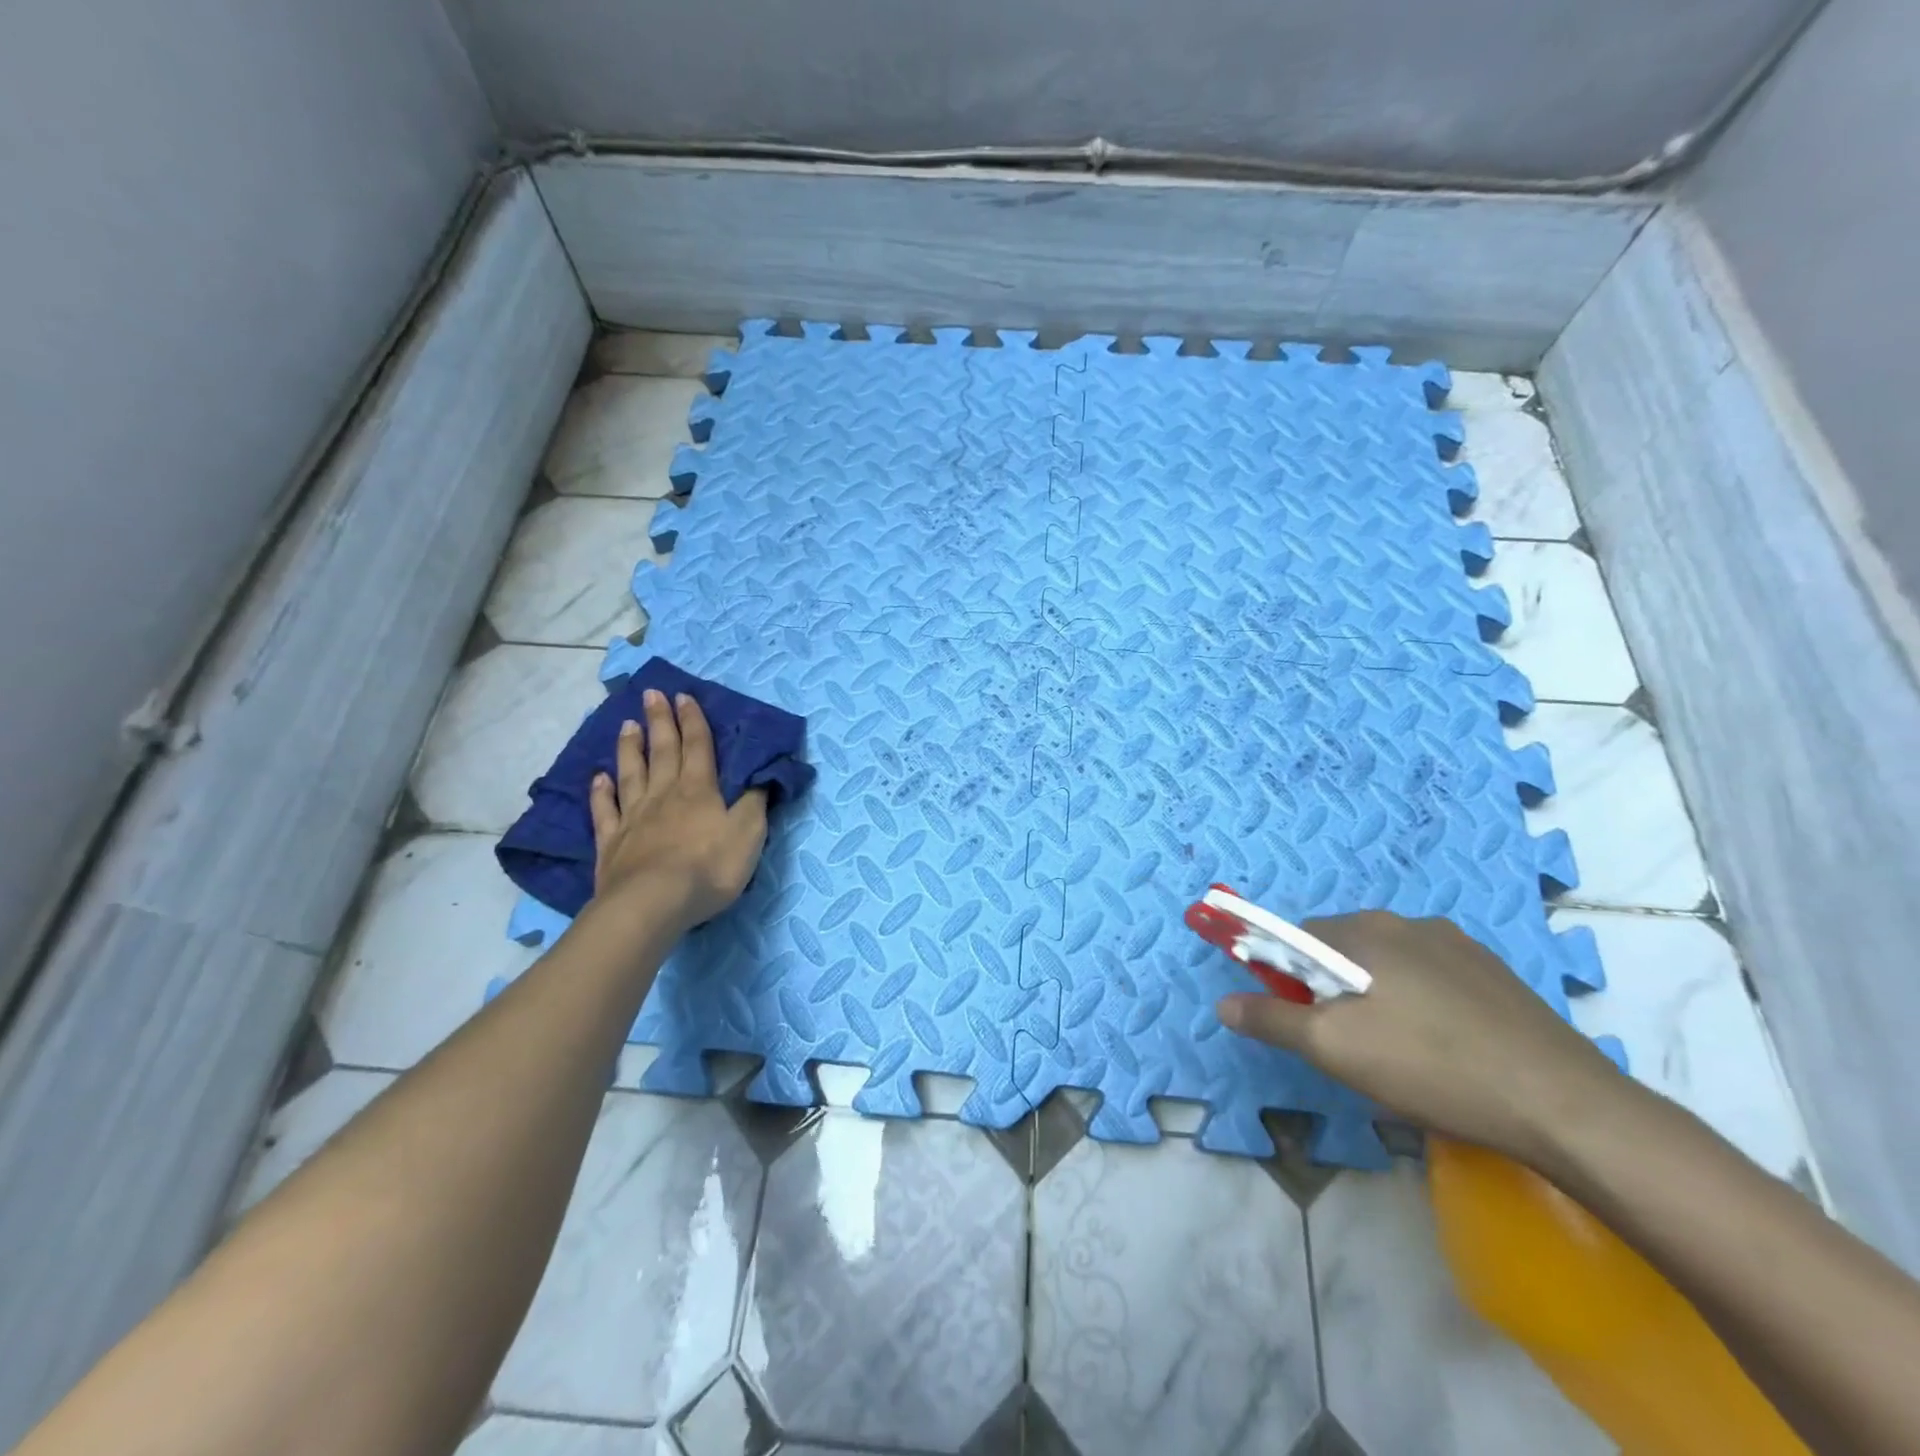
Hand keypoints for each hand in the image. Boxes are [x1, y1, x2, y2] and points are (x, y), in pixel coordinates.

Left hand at [587, 688, 768, 933]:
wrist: (652, 903)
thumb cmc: (708, 867)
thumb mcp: (748, 833)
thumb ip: (755, 802)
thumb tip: (762, 774)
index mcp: (699, 790)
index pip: (697, 746)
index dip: (693, 720)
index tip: (683, 695)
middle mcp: (664, 795)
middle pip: (662, 751)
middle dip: (660, 722)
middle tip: (651, 694)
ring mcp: (633, 818)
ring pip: (631, 774)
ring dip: (631, 748)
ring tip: (627, 724)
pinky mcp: (612, 843)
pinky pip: (604, 811)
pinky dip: (600, 793)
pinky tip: (598, 778)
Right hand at [1216, 911, 1621, 1163]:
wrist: (1564, 1105)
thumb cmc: (1429, 1066)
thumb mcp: (1333, 1049)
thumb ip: (1271, 1019)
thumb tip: (1224, 1004)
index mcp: (1364, 931)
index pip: (1296, 937)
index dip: (1285, 976)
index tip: (1299, 1020)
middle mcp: (1408, 923)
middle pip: (1342, 949)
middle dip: (1331, 989)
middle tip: (1348, 1045)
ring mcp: (1459, 946)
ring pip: (1389, 964)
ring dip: (1377, 996)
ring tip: (1400, 1053)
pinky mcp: (1496, 975)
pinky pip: (1433, 978)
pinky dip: (1420, 1003)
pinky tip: (1444, 1049)